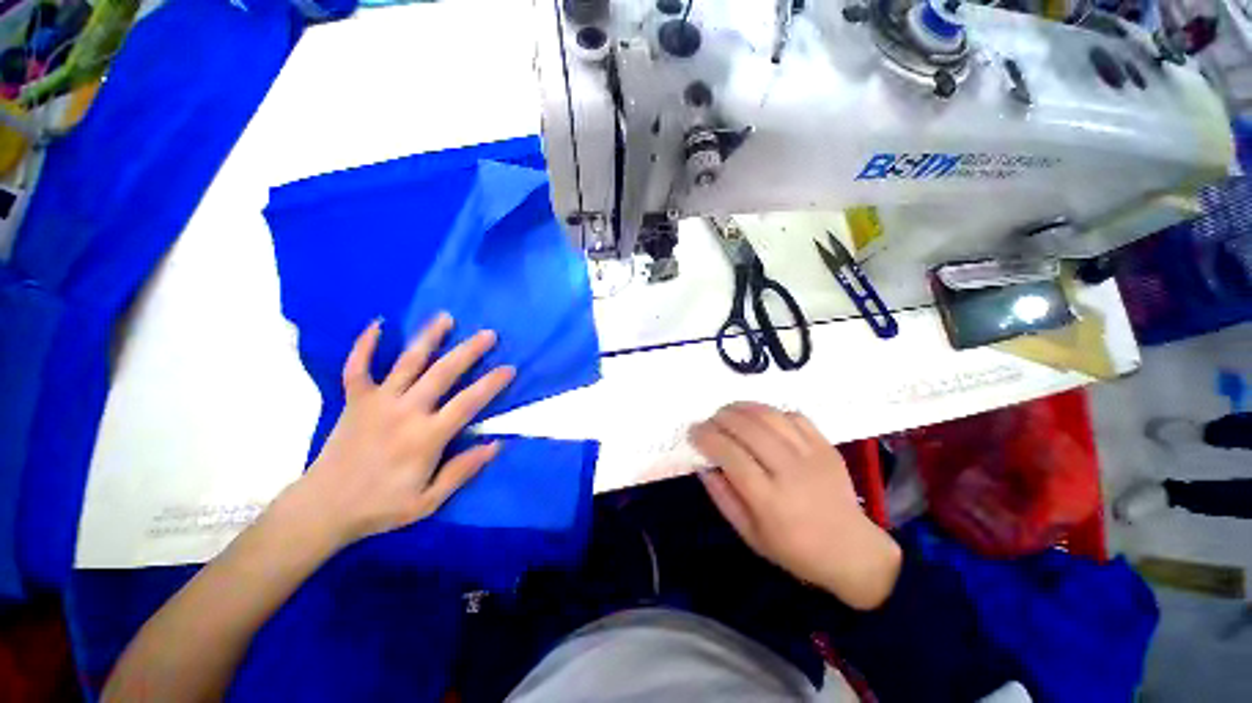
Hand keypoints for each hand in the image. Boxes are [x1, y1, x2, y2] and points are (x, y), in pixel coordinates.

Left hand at [290, 313, 514, 546]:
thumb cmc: (380, 506)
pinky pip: (358, 367)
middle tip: (489, 334)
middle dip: (468, 351)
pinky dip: (365, 345)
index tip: (509, 368)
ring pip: (407, 362)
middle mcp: (405, 411)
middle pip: (442, 373)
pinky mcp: (354, 400)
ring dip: (428, 337)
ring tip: (445, 317)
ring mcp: (377, 402)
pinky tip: (378, 324)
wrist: (323, 508)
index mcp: (426, 437)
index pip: (468, 403)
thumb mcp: (428, 500)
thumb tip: (496, 445)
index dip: (492, 384)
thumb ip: (462, 470)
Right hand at [690, 402, 900, 609]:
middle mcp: (791, 472)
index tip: (693, 432)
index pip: (731, 455)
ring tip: (728, 411)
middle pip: (749, 429)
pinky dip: (771, 411)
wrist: (851, 550)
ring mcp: (812, 455)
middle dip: (721, 418)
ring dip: (743, 408)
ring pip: (770, 417)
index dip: (707, 438)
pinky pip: (794, 416)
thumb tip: (703, 465)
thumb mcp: (750, 534)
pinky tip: (760, 418)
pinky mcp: (826, 446)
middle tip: (709, 420)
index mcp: (770, 501)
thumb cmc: (795, 549)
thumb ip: (723, 497)